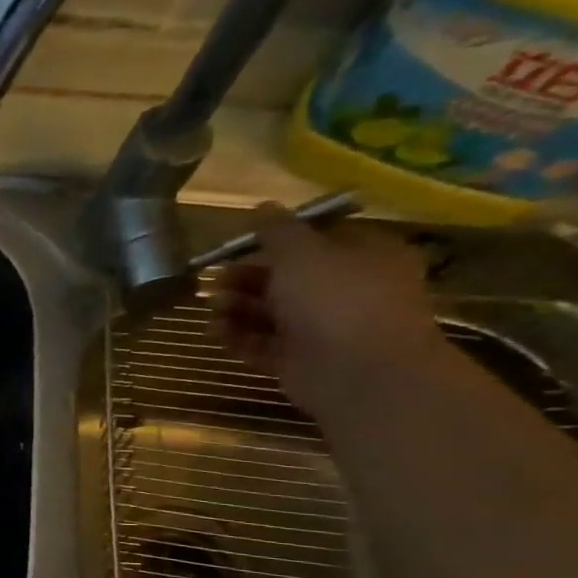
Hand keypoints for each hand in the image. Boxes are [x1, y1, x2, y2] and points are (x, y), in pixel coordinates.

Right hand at [210, 206, 448, 417]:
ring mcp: (321, 328)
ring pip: (269, 312)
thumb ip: (277, 230)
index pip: (318, 239)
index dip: (278, 238)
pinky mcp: (297, 360)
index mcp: (362, 256)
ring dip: (237, 306)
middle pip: (286, 277)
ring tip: (214, 306)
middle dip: (247, 277)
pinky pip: (261, 343)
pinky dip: (237, 336)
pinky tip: (216, 330)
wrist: (357, 371)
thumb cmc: (336, 298)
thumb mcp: (302, 252)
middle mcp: (344, 290)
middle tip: (216, 278)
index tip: (242, 242)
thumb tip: (262, 206)